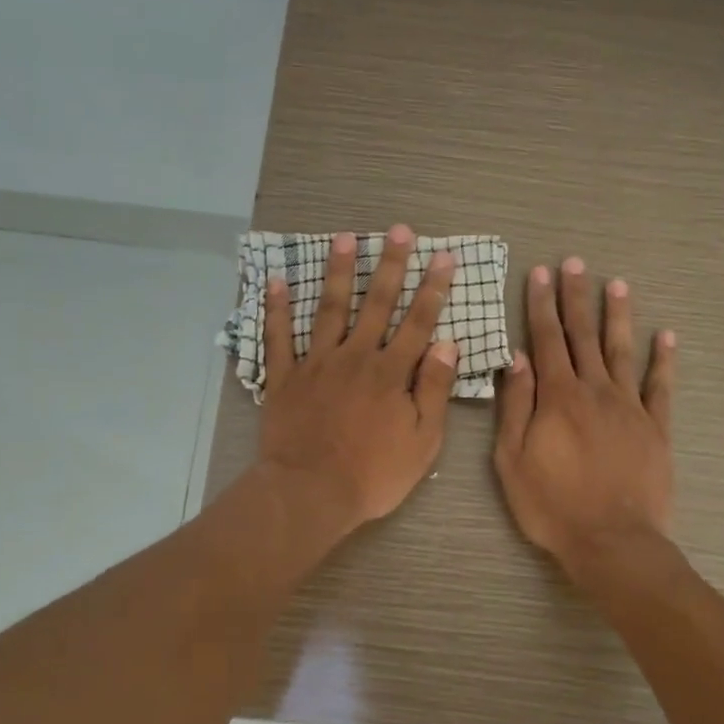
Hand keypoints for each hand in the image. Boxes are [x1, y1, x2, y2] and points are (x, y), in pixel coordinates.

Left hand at [256, 224, 458, 534]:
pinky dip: (276, 309)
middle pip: (376, 303)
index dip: (433, 288)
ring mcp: (316, 364)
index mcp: (391, 372)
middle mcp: (355, 357)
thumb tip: (448, 344)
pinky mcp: (284, 378)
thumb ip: (435, 390)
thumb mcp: (423, 441)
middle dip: (390, 264)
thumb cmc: (373, 474)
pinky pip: (278, 338)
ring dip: (337, 272)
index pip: (419, 322)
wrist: (310, 493)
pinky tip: (276, 281)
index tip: (443, 256)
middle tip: (398, 230)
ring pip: (328, 309)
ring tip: (344, 237)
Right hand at [494, 257, 676, 575]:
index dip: (542, 305)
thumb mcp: (513, 459)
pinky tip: (666, 336)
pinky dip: (664, 359)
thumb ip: (516, 406)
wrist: (612, 541)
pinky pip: (661, 386)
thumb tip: (518, 359)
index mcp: (558, 397)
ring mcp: (630, 407)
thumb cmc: (552, 505)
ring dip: (617, 316)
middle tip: (575, 263)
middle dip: (577, 297)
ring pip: (622, 351)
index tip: (540, 274)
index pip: (546, 340)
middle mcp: (595, 391)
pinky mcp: (657, 428)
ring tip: (616, 284)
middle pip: (583, 336)